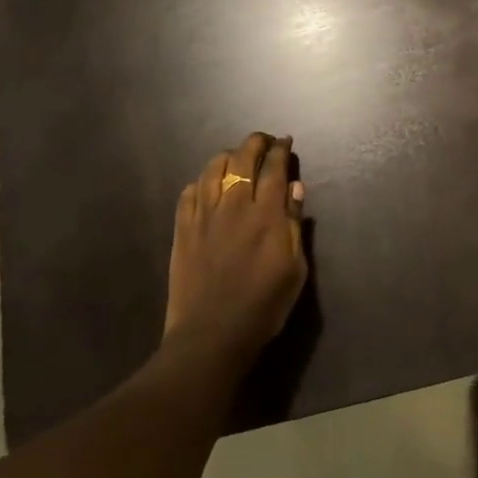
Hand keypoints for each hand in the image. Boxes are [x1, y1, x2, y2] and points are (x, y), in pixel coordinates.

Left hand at [164, 132, 307, 364]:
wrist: (212, 335)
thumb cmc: (264, 306)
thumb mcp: (295, 269)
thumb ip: (293, 224)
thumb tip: (294, 187)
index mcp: (266, 215)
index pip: (274, 167)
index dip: (281, 150)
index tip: (285, 142)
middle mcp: (234, 205)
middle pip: (242, 158)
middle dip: (255, 143)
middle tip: (264, 142)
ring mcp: (204, 215)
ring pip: (213, 168)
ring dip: (227, 156)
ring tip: (236, 158)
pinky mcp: (182, 229)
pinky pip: (189, 191)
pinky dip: (202, 181)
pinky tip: (208, 186)